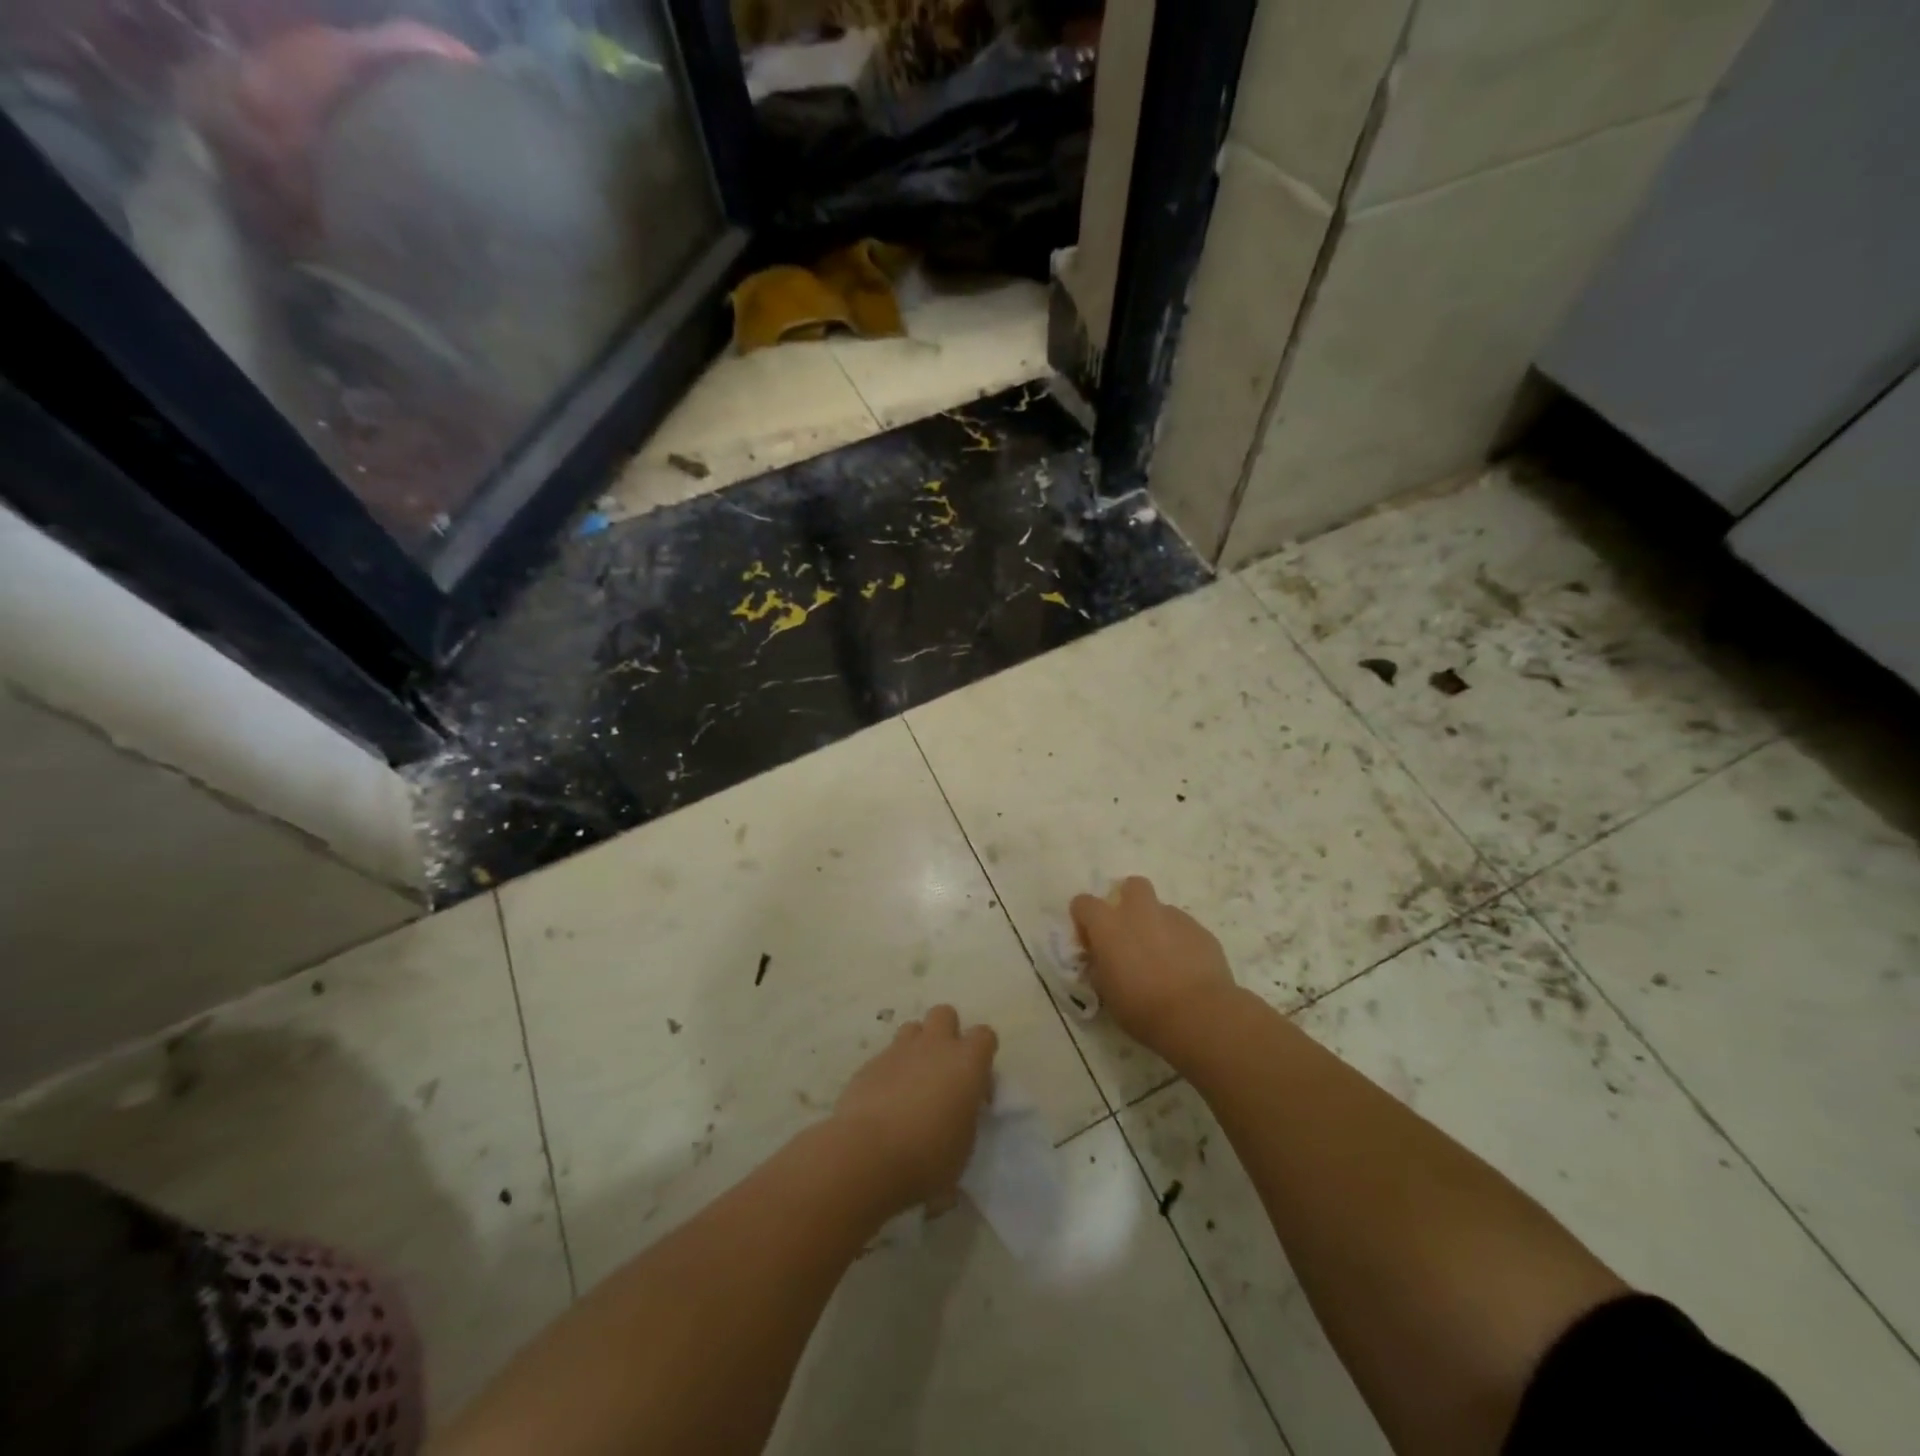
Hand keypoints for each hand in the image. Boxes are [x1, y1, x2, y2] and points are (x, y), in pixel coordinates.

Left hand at [831, 1005, 997, 1212]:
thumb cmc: (928, 1158)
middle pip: (945, 1013)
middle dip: (947, 1033)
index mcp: (966, 1063)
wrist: (867, 1155)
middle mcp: (934, 1046)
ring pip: (912, 1028)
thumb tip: (957, 1114)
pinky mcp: (870, 1063)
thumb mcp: (963, 1146)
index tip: (976, 1087)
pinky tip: (884, 1100)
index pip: (984, 1035)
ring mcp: (899, 1050)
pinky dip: (890, 1070)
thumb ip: (965, 1117)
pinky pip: (886, 1055)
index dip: (982, 1055)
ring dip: (917, 1047)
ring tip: (912, 1082)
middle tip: (943, 1070)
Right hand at [1071, 877, 1238, 1059]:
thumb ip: (1100, 966)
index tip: (1092, 944)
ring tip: (1163, 960)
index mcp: (1108, 925)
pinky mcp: (1201, 931)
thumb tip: (1103, 957)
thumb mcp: (1106, 992)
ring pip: (1161, 910)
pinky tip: (1186, 969)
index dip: (1085, 921)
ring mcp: (1174, 918)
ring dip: (1157, 926)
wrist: (1198, 1015)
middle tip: (1131, 933)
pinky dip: (1181, 942)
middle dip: (1129, 902)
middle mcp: (1140, 912)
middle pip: (1132, 886)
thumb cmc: (1142, 1008)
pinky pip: (1185, 929)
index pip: (1083, 903)